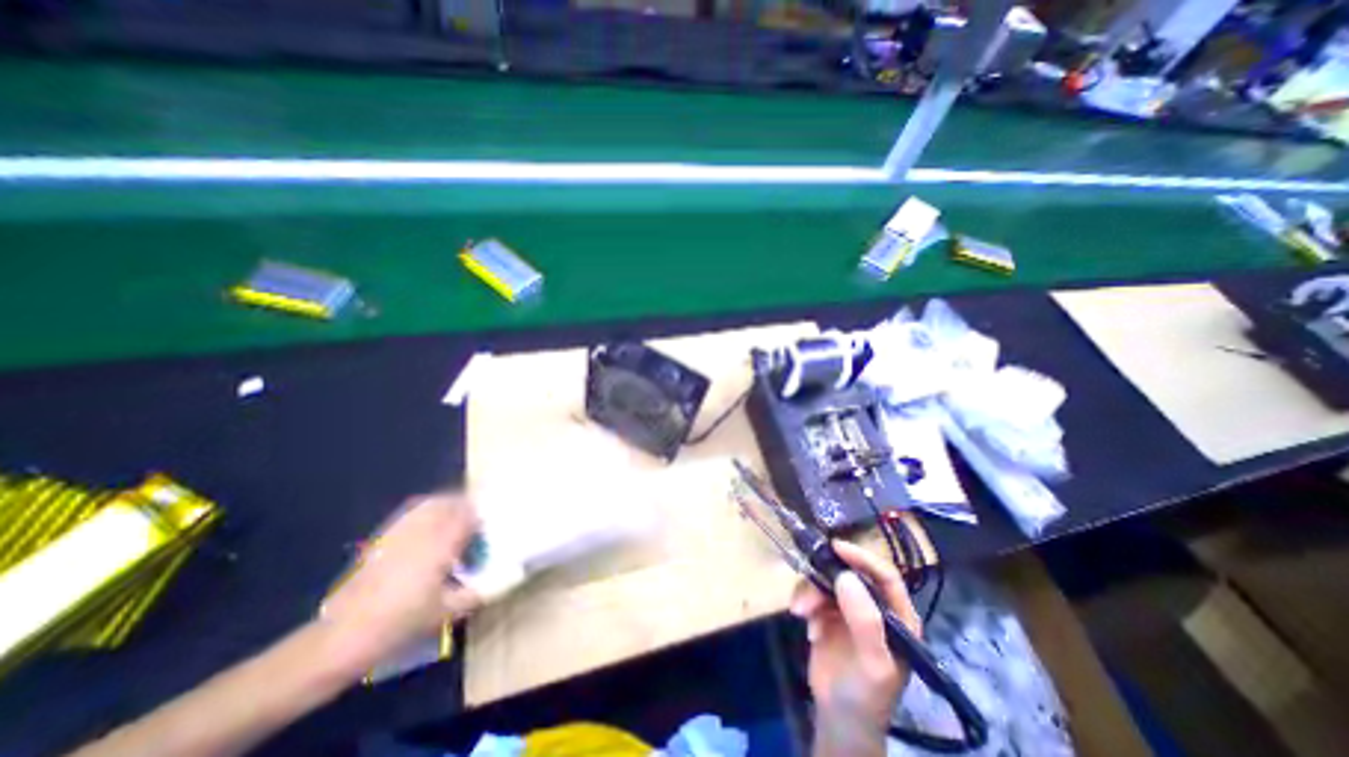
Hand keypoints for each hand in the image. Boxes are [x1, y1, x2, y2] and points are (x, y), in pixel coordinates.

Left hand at [319, 493, 482, 677]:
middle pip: (450, 502)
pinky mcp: (382, 539)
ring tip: (456, 518)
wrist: (341, 638)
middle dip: (467, 505)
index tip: (492, 522)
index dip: (483, 514)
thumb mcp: (447, 612)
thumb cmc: (400, 623)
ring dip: (447, 505)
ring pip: (430, 504)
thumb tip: (502, 583)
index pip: (469, 514)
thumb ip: (478, 593)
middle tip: (477, 518)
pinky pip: (411, 513)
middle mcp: (422, 531)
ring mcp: (399, 532)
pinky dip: (426, 511)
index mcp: (441, 544)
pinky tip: (429, 525)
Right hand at [787, 539, 923, 731]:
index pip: (886, 576)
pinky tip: (807, 627)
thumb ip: (865, 622)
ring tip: (800, 612)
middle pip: (850, 573)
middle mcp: (875, 606)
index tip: (836, 548)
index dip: (864, 558)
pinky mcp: (828, 611)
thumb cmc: (865, 695)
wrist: (838, 719)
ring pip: (827, 580)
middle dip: (825, 578)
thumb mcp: (872, 664)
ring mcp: (849, 607)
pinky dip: (805, 603)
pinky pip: (813, 591)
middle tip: (807, 591)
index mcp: (898, 616)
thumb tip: (846, 576)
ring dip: (810, 592)